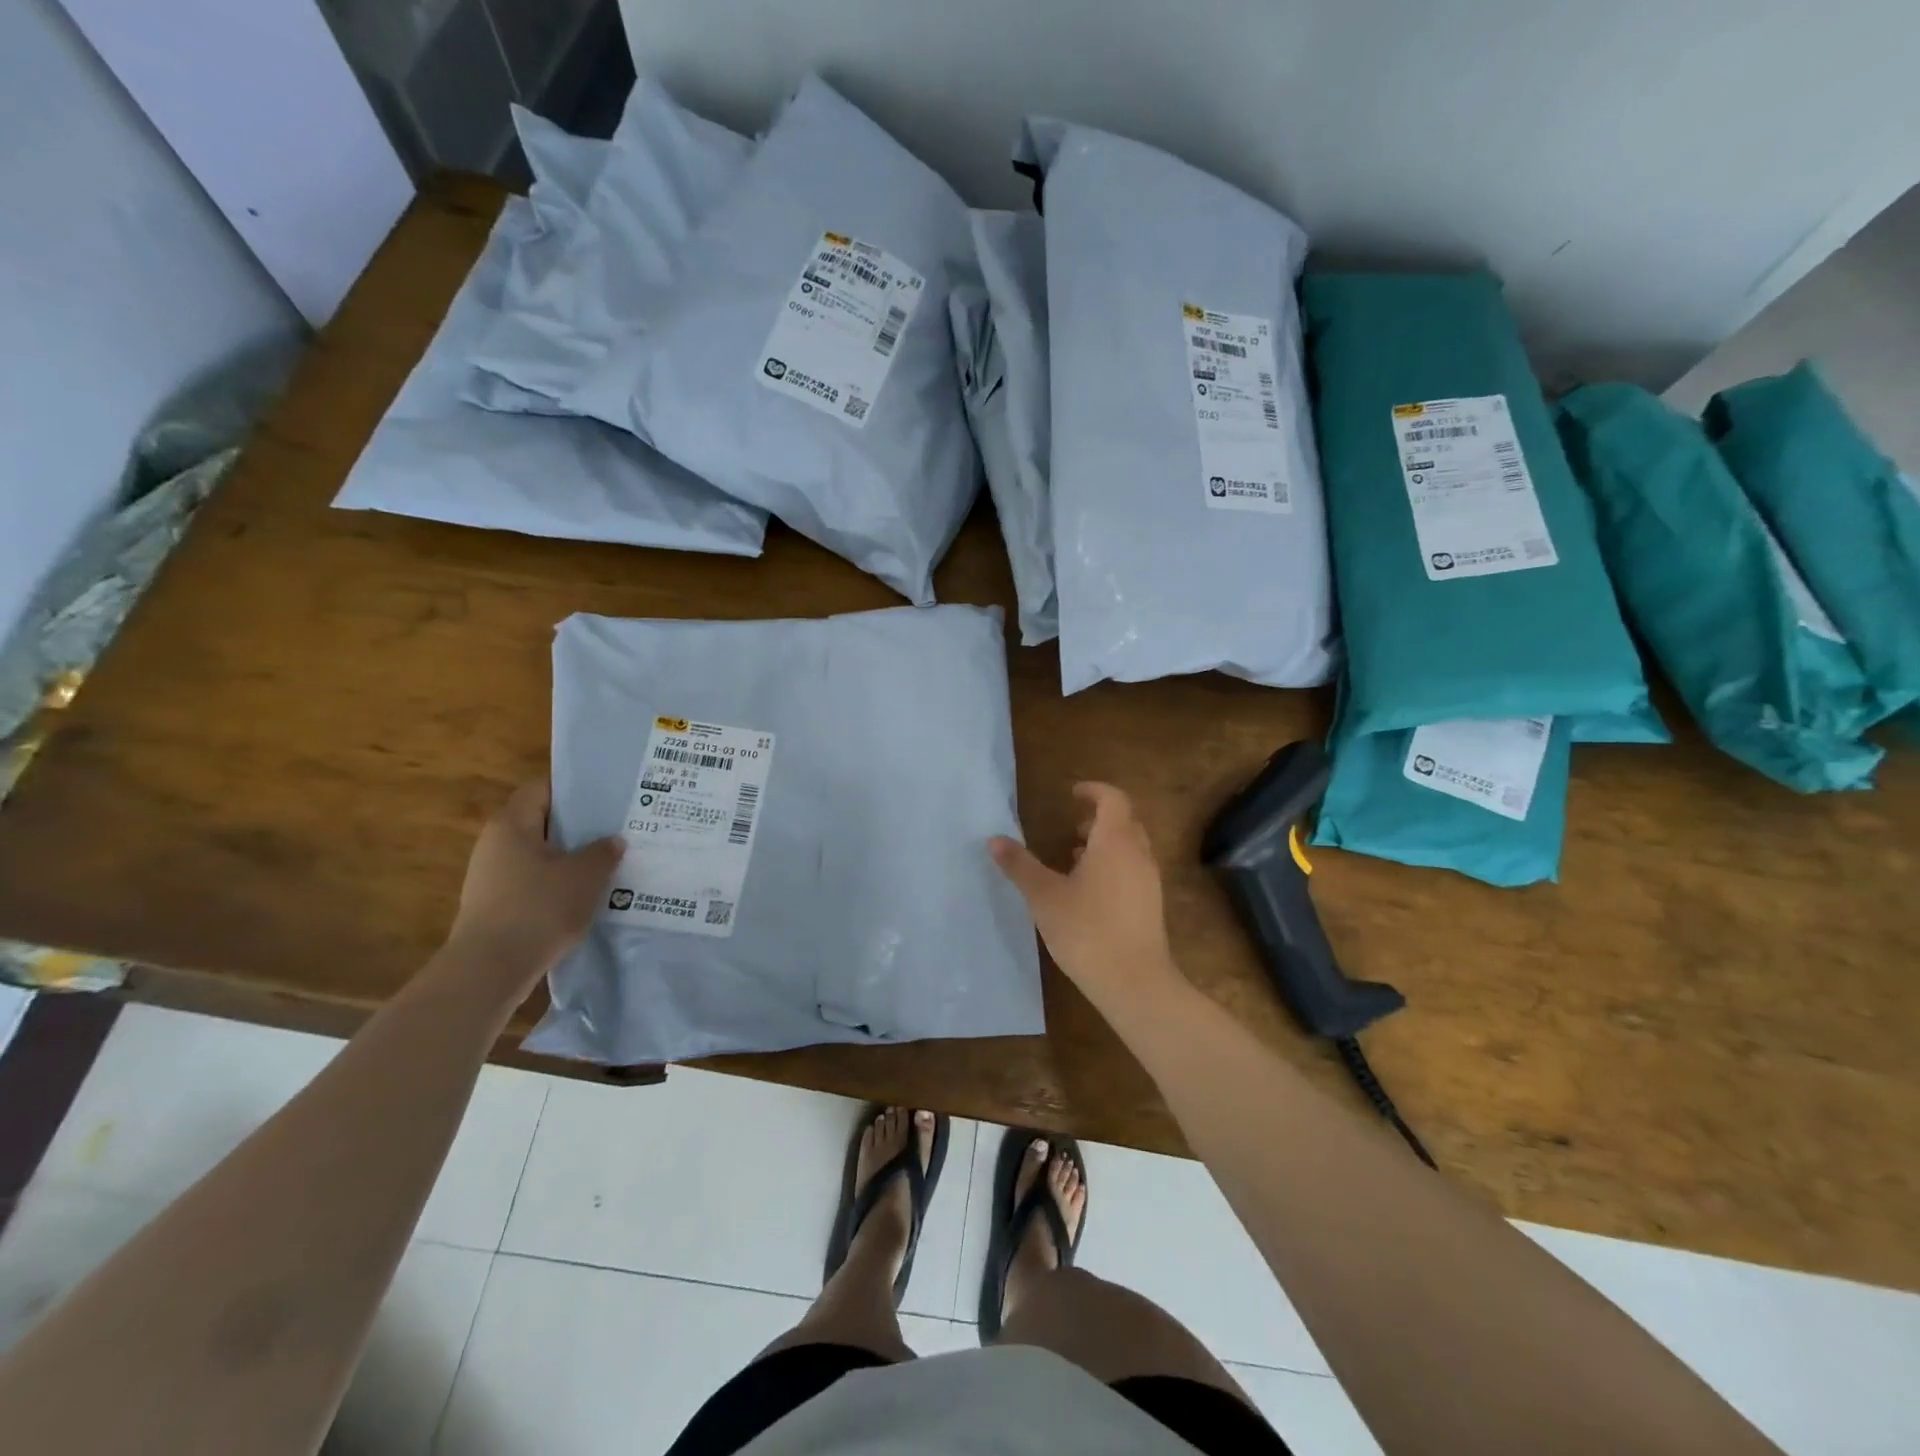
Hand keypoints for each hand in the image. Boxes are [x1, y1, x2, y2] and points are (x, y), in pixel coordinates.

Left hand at [442, 781, 622, 998]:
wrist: (490, 970)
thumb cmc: (538, 908)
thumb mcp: (586, 875)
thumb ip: (603, 852)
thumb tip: (612, 841)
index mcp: (512, 824)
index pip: (543, 788)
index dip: (576, 789)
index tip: (608, 796)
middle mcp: (495, 843)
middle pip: (542, 822)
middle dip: (579, 826)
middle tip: (616, 829)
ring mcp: (492, 876)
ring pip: (540, 855)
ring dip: (571, 858)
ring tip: (608, 863)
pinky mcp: (496, 905)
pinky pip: (534, 882)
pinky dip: (558, 884)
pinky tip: (586, 895)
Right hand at [990, 783, 1182, 1013]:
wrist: (1135, 982)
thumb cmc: (1087, 930)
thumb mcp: (1044, 896)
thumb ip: (1020, 865)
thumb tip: (994, 839)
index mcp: (1115, 841)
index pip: (1113, 799)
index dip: (1094, 791)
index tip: (1072, 794)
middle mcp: (1138, 854)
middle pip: (1125, 821)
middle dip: (1099, 818)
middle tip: (1072, 827)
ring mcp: (1149, 880)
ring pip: (1131, 847)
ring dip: (1106, 844)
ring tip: (1075, 859)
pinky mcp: (1151, 905)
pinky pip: (1134, 870)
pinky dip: (1114, 865)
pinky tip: (1089, 892)